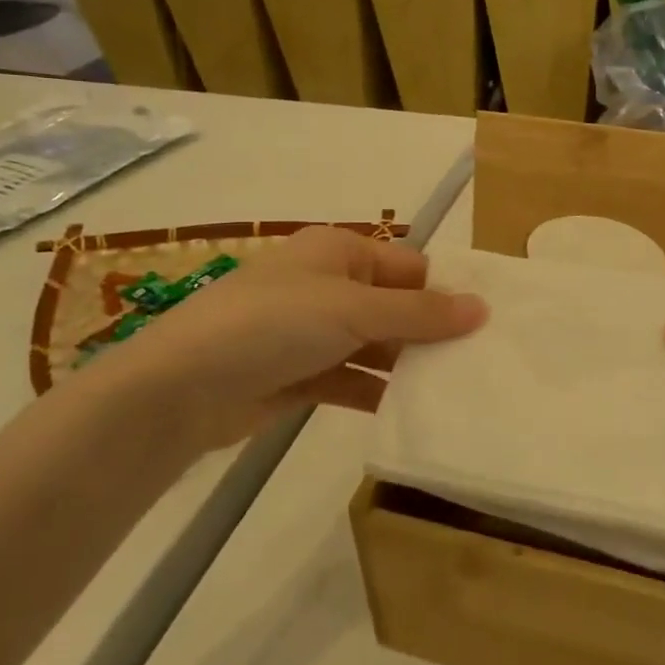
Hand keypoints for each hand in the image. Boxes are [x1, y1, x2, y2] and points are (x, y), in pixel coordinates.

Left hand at [77, 227, 486, 462]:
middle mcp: (328, 285)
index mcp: (339, 252)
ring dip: (407, 366)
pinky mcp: (301, 374)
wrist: (181, 388)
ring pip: (376, 345)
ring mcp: (313, 332)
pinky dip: (378, 392)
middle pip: (395, 306)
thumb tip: (483, 308)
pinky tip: (410, 412)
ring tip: (455, 392)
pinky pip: (352, 378)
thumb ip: (419, 313)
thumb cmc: (273, 325)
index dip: (444, 293)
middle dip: (430, 334)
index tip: (484, 328)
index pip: (409, 267)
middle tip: (478, 365)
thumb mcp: (353, 310)